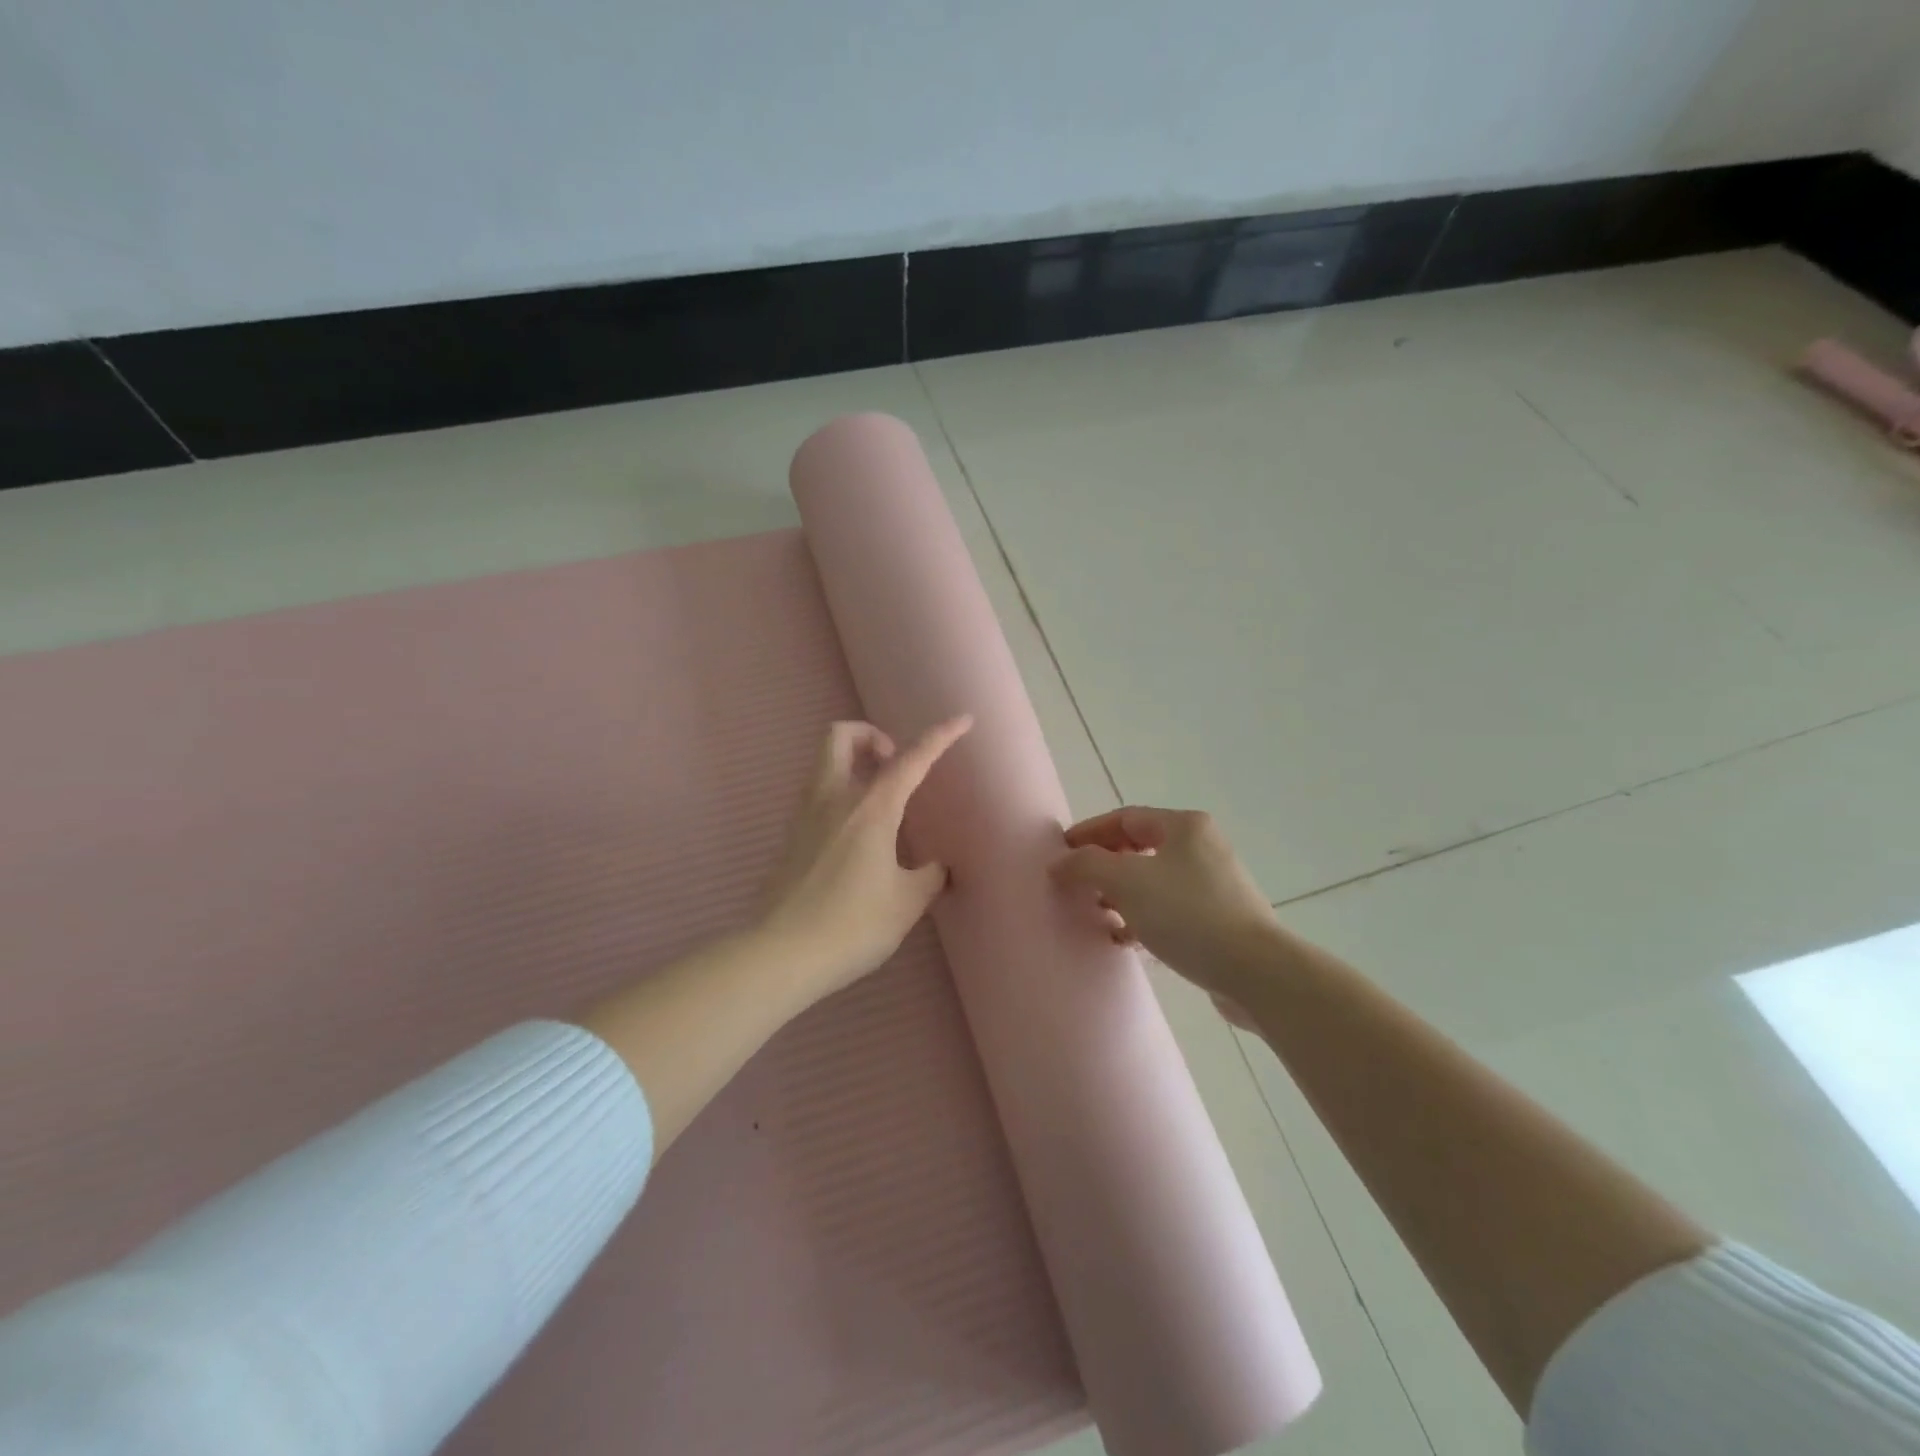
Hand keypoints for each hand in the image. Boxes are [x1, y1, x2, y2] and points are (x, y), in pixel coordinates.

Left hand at [758, 716, 971, 1003]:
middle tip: (893, 766)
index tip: (962, 720)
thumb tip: (937, 868)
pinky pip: (817, 795)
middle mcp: (834, 799)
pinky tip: (857, 835)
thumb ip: (928, 878)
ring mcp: (805, 815)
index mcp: (871, 808)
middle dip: (871, 736)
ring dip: (854, 764)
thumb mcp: (906, 903)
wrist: (781, 954)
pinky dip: (840, 794)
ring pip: (824, 763)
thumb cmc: (853, 924)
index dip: (940, 736)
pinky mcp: (790, 837)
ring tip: (881, 801)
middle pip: (842, 735)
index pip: (911, 759)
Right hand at [1051, 806, 1282, 1011]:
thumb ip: (1086, 865)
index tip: (1061, 853)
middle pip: (1139, 848)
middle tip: (1077, 885)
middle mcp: (1202, 848)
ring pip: (1154, 882)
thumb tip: (1060, 863)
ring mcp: (1215, 885)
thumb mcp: (1126, 881)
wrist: (1254, 971)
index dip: (1089, 832)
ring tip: (1097, 915)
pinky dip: (1143, 919)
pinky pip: (1170, 911)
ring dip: (1121, 896)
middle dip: (1104, 867)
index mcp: (1185, 826)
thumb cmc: (1187, 913)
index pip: (1125, 818)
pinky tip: (1125, 940)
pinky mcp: (1220, 921)